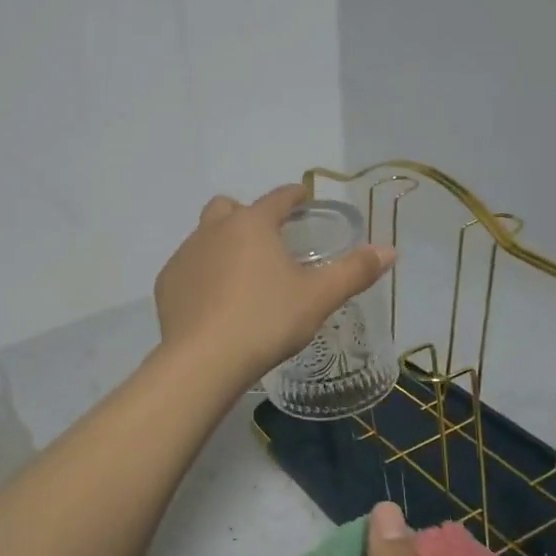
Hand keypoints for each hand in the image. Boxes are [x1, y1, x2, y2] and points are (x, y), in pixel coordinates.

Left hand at [153, 184, 394, 390]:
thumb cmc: (267, 321)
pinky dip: (201, 274)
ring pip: (204, 236)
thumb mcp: (318, 298)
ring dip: (222, 244)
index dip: (294, 195)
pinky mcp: (166, 284)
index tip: (303, 197)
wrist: (205, 360)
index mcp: (252, 224)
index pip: (278, 198)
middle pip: (229, 208)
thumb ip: (354, 272)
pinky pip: (187, 268)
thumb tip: (389, 251)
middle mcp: (213, 230)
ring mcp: (185, 255)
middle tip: (266, 239)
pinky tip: (213, 301)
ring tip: (241, 274)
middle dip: (247, 215)